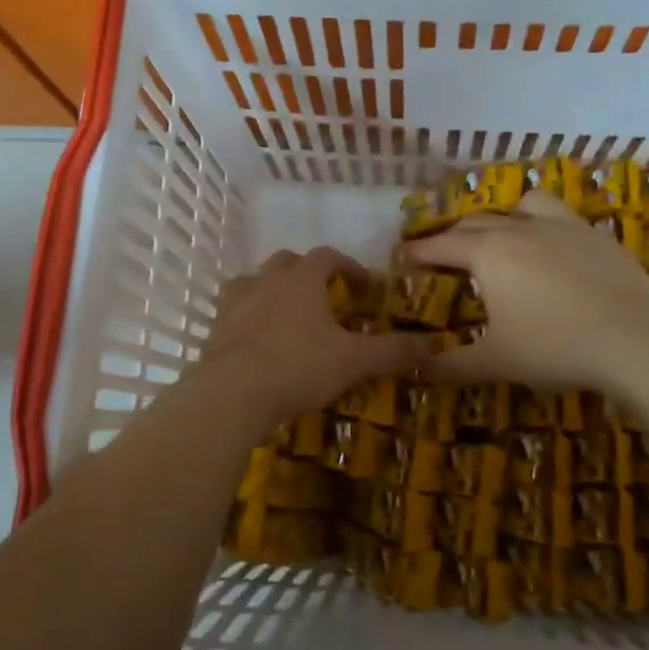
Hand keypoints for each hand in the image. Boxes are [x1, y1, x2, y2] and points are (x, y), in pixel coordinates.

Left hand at [200, 247, 429, 425]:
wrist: (233, 393)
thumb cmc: (298, 366)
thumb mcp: (354, 361)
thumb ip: (393, 351)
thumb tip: (433, 345)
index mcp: (302, 280)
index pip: (327, 256)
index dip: (348, 266)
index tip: (362, 285)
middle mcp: (265, 281)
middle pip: (287, 262)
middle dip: (307, 273)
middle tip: (323, 297)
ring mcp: (235, 302)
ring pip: (254, 282)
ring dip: (271, 290)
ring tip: (286, 314)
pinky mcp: (215, 328)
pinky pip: (232, 311)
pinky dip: (247, 317)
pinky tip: (256, 339)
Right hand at [406, 193, 648, 399]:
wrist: (635, 339)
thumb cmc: (554, 347)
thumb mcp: (496, 362)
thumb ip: (452, 364)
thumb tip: (418, 368)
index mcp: (488, 253)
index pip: (441, 245)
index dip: (419, 251)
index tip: (403, 257)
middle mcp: (519, 229)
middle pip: (475, 222)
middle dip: (453, 236)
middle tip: (444, 256)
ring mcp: (561, 226)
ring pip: (522, 205)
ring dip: (503, 217)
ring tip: (503, 237)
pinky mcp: (595, 234)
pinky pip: (560, 216)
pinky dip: (544, 224)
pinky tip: (553, 250)